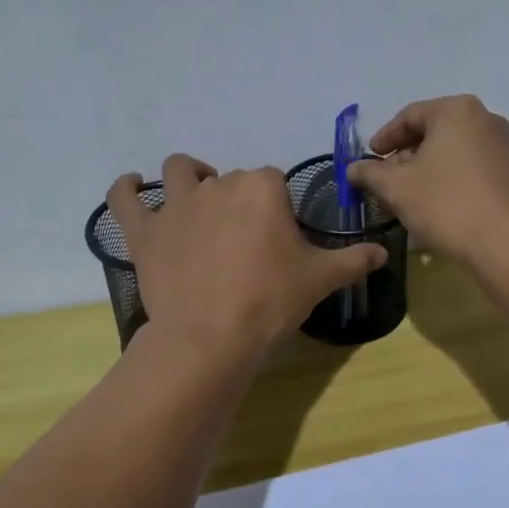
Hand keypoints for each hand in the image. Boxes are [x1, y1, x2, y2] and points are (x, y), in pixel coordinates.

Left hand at [107, 156, 386, 356]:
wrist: (212, 336)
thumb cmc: (270, 301)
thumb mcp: (320, 279)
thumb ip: (353, 260)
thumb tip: (384, 252)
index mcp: (262, 188)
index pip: (273, 180)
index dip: (276, 205)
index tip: (278, 236)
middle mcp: (218, 185)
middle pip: (231, 177)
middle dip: (238, 198)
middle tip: (245, 238)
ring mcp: (176, 205)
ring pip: (178, 171)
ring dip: (187, 177)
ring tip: (195, 197)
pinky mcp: (144, 231)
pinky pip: (124, 198)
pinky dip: (126, 188)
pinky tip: (132, 185)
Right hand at [346, 96, 508, 272]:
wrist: (508, 245)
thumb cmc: (446, 205)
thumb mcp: (397, 187)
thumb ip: (370, 172)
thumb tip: (353, 168)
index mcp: (457, 111)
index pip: (410, 116)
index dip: (384, 138)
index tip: (369, 159)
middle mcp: (486, 119)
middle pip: (434, 132)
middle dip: (406, 157)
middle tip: (386, 181)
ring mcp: (506, 147)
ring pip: (454, 153)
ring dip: (428, 171)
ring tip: (410, 198)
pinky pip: (474, 170)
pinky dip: (452, 181)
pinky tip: (440, 207)